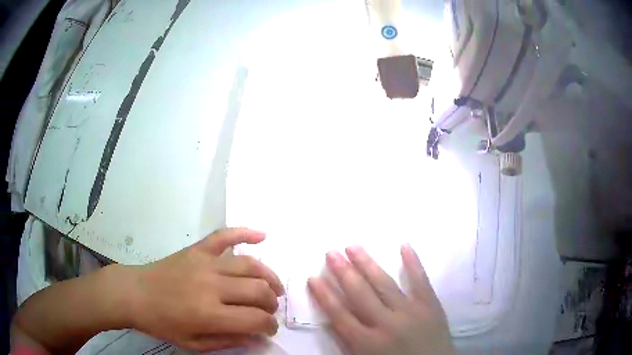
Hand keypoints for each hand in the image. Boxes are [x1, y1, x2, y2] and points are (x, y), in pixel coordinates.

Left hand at [125, 228, 284, 351]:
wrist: (135, 293)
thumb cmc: (162, 323)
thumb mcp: (194, 343)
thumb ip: (228, 342)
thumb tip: (258, 339)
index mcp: (209, 314)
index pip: (255, 319)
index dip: (269, 325)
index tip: (268, 329)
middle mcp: (211, 286)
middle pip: (258, 291)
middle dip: (272, 304)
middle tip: (269, 311)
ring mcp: (204, 263)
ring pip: (249, 265)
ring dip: (269, 277)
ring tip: (274, 287)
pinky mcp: (197, 249)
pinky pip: (224, 236)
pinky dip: (245, 233)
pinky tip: (262, 235)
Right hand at [308, 245, 454, 354]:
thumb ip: (348, 343)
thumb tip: (333, 320)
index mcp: (367, 342)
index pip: (340, 315)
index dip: (325, 295)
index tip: (313, 277)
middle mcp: (386, 324)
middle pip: (360, 294)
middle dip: (343, 272)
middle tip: (330, 253)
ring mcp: (411, 312)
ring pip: (385, 284)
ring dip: (368, 264)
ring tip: (353, 246)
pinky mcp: (430, 305)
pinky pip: (421, 281)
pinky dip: (413, 263)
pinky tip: (404, 245)